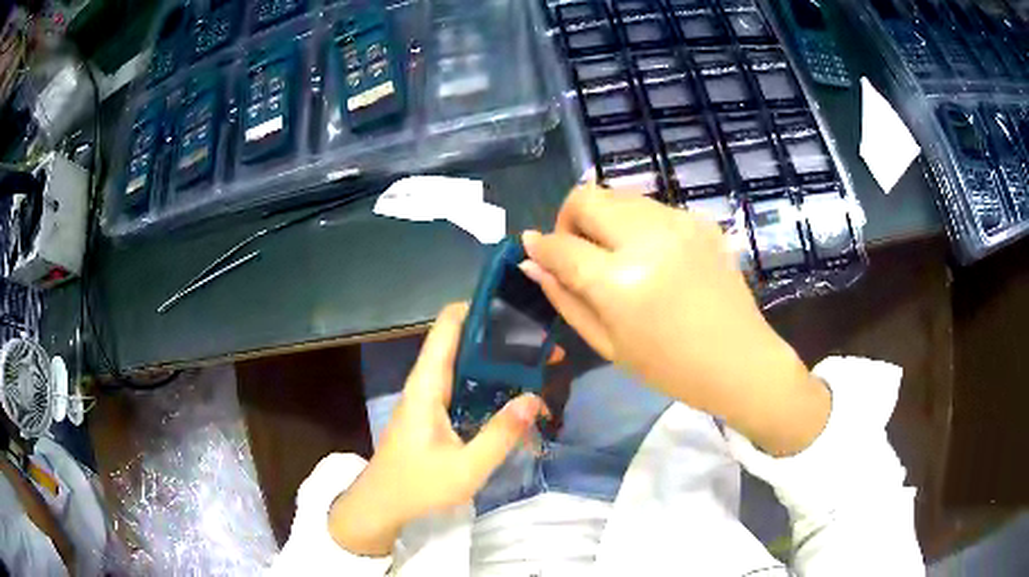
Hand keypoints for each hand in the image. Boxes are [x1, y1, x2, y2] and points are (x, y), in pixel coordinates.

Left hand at [328, 303, 547, 556]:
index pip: (447, 326)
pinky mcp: (434, 411)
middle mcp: (427, 382)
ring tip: (537, 362)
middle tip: (541, 343)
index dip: (478, 307)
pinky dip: (489, 382)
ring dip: (497, 360)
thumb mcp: (466, 468)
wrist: (382, 504)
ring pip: (464, 363)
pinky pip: (463, 385)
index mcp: (427, 384)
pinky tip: (514, 393)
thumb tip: (535, 397)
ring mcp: (429, 396)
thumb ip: (501, 435)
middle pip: (461, 341)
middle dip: (500, 337)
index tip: (516, 307)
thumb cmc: (418, 485)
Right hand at [520, 183, 828, 455]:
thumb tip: (532, 263)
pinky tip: (652, 256)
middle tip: (579, 252)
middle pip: (586, 197)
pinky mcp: (698, 220)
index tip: (535, 250)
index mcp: (620, 281)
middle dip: (570, 219)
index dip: (540, 246)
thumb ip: (564, 299)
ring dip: (604, 218)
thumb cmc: (669, 367)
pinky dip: (636, 223)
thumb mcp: (607, 344)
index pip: (560, 245)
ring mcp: (678, 222)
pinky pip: (650, 207)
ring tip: (616, 254)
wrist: (739, 361)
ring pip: (618, 195)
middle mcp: (647, 238)